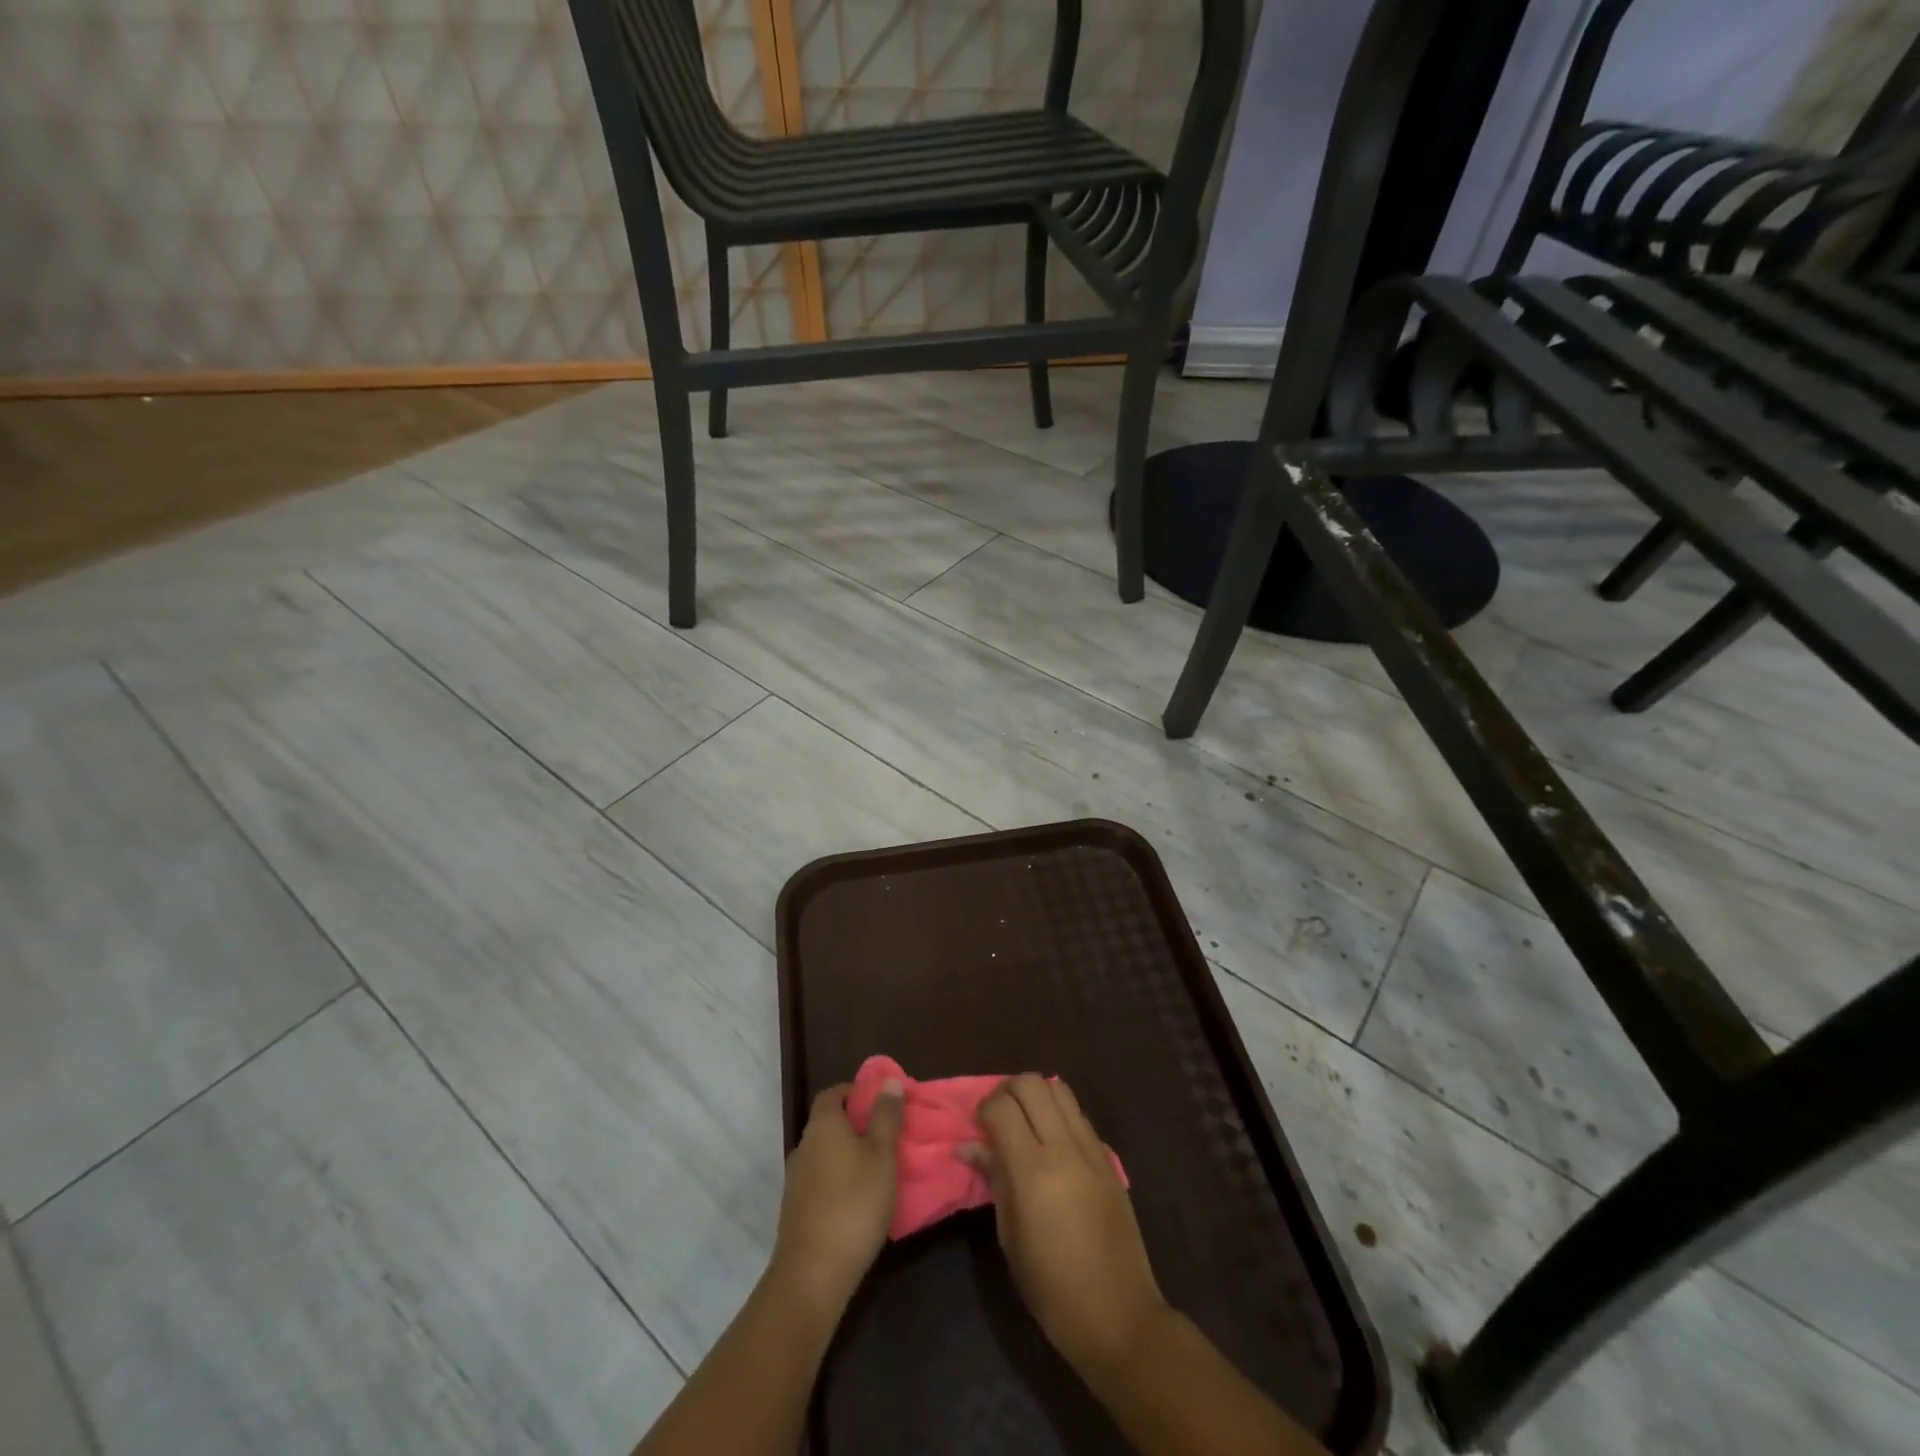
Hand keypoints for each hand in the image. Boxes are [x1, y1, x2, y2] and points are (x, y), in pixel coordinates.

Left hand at [770, 1079, 904, 1312]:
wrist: (813, 1274)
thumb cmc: (854, 1203)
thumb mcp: (882, 1155)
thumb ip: (886, 1116)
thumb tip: (889, 1080)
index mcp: (823, 1126)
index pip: (833, 1093)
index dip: (855, 1092)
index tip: (881, 1102)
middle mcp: (804, 1147)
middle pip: (829, 1124)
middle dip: (856, 1125)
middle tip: (888, 1136)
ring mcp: (796, 1181)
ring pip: (825, 1155)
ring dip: (848, 1156)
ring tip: (879, 1169)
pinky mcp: (796, 1211)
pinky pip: (821, 1182)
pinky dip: (839, 1181)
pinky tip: (860, 1200)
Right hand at [959, 1076, 1169, 1382]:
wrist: (1120, 1316)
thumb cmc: (1052, 1289)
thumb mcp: (1010, 1238)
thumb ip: (994, 1180)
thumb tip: (970, 1146)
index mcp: (1033, 1172)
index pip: (1002, 1107)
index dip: (983, 1108)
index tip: (977, 1127)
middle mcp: (1064, 1148)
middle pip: (1031, 1084)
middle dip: (1007, 1091)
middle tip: (997, 1118)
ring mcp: (1091, 1149)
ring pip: (1059, 1089)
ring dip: (1036, 1095)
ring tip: (1024, 1122)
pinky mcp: (1108, 1158)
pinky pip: (1079, 1115)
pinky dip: (1059, 1113)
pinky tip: (1051, 1141)